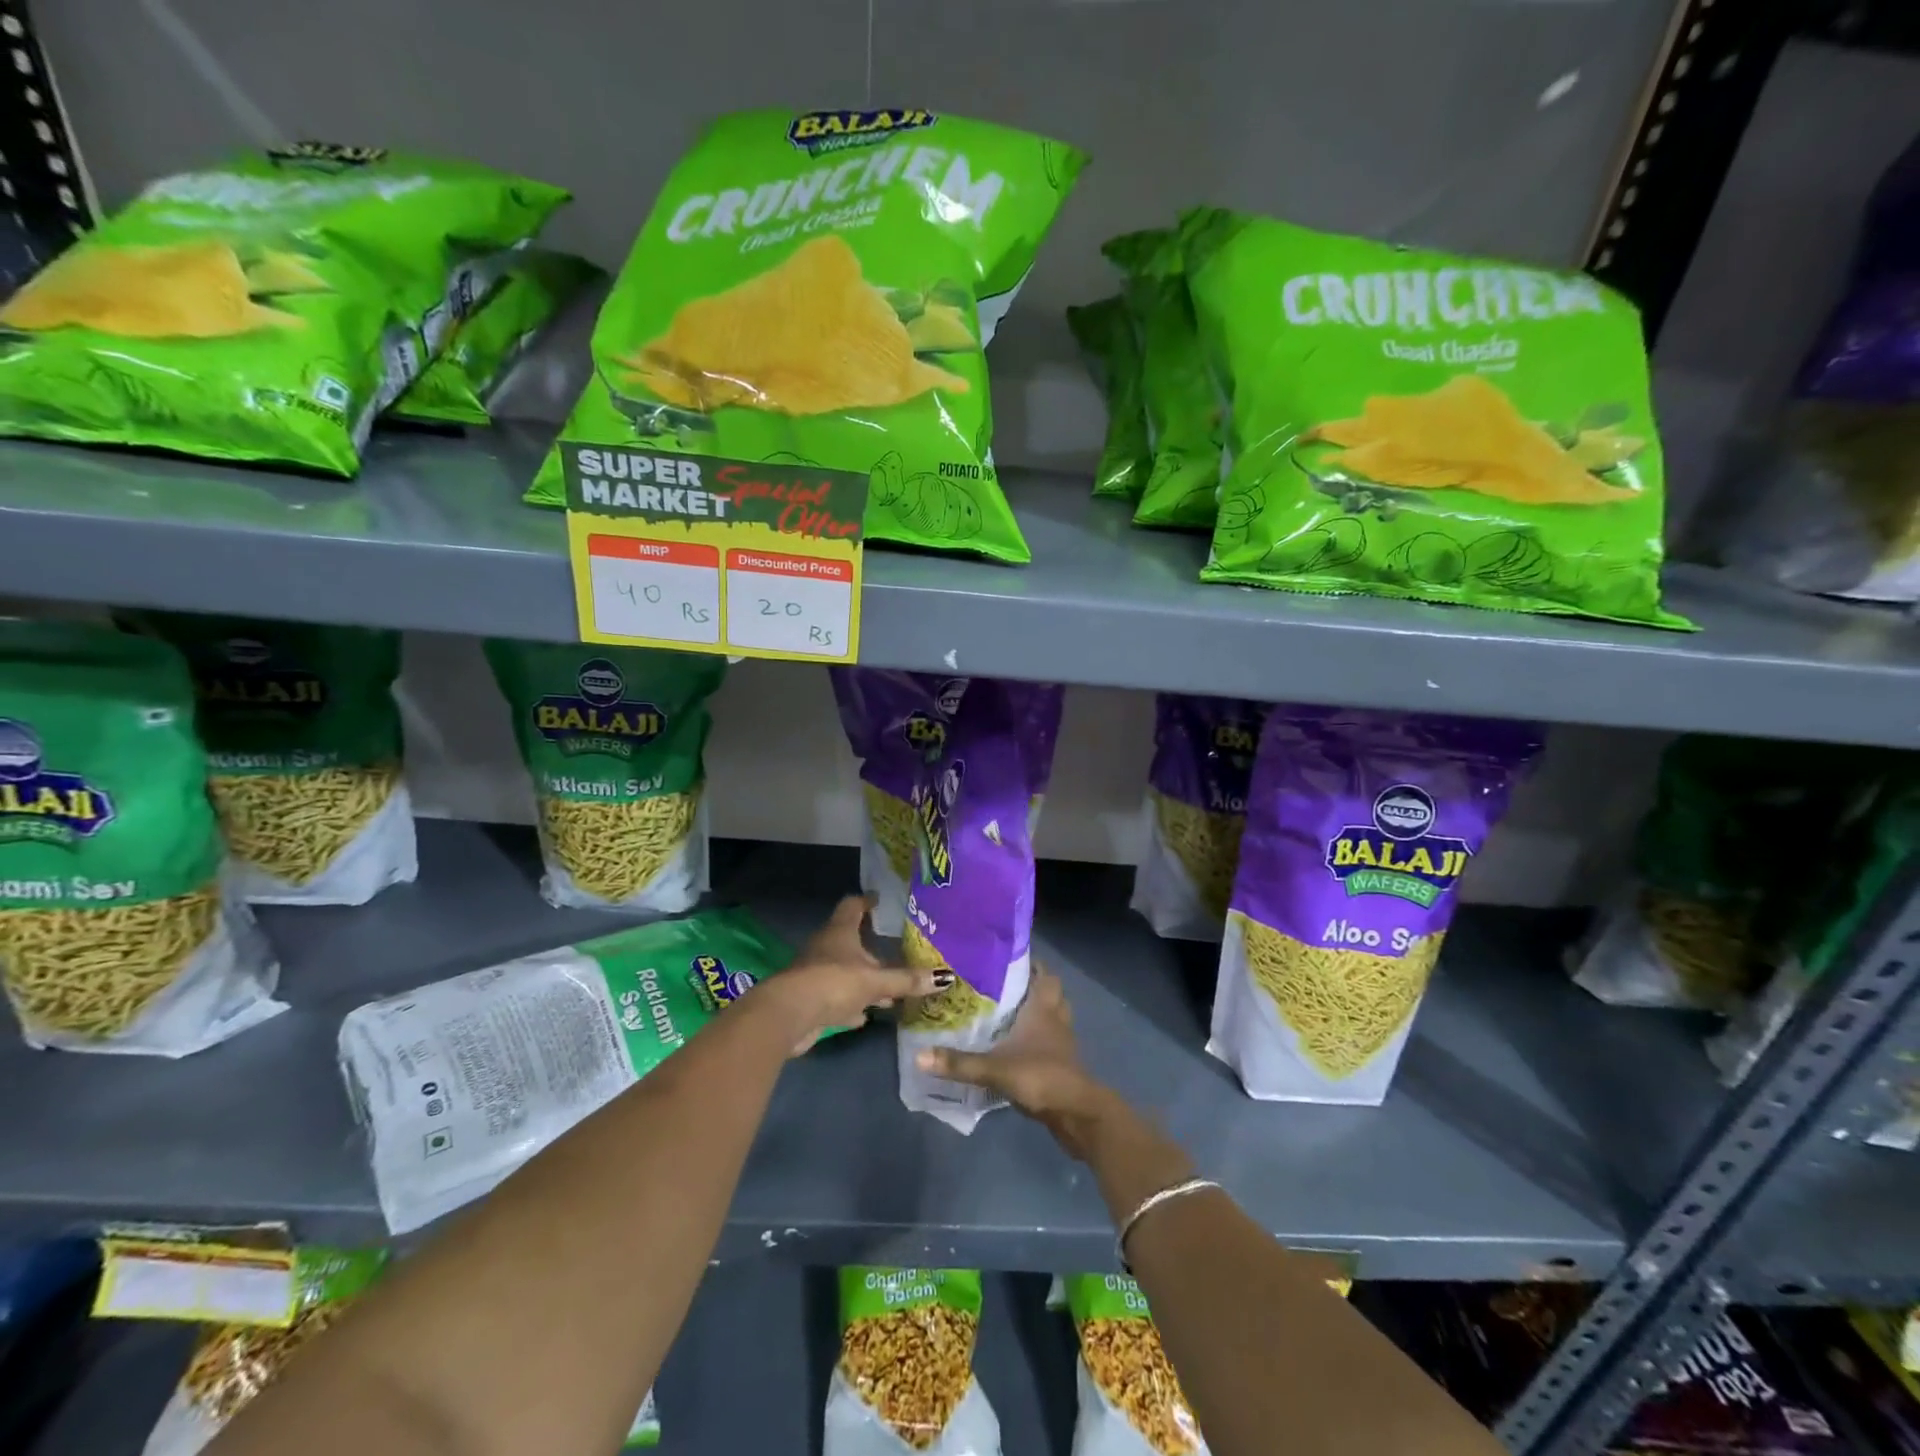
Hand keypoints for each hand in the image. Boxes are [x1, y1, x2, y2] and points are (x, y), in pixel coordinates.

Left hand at [757, 896, 941, 1054]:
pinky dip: (850, 1003)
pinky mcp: (810, 1000)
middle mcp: (825, 947)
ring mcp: (815, 973)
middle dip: (870, 947)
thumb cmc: (833, 983)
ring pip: (843, 971)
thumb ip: (907, 981)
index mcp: (840, 932)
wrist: (788, 1016)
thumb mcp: (876, 981)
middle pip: (849, 940)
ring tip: (887, 989)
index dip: (866, 902)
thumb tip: (946, 977)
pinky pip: (835, 996)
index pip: (853, 905)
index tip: (879, 900)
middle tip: (894, 951)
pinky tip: (864, 1015)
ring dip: (862, 978)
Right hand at [915, 968, 1108, 1144]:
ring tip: (1008, 1011)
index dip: (1031, 964)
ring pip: (1053, 1015)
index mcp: (1044, 1008)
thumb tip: (919, 1055)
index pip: (1044, 974)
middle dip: (1033, 985)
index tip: (1007, 959)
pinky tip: (1016, 1045)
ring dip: (1037, 1011)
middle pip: (1051, 992)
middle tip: (1003, 984)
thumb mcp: (995, 1069)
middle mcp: (1055, 1019)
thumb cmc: (1041, 1077)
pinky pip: (1051, 1040)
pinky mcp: (1062, 1063)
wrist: (1077, 1113)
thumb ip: (959, 1063)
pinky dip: (1038, 1037)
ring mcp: (1062, 1042)